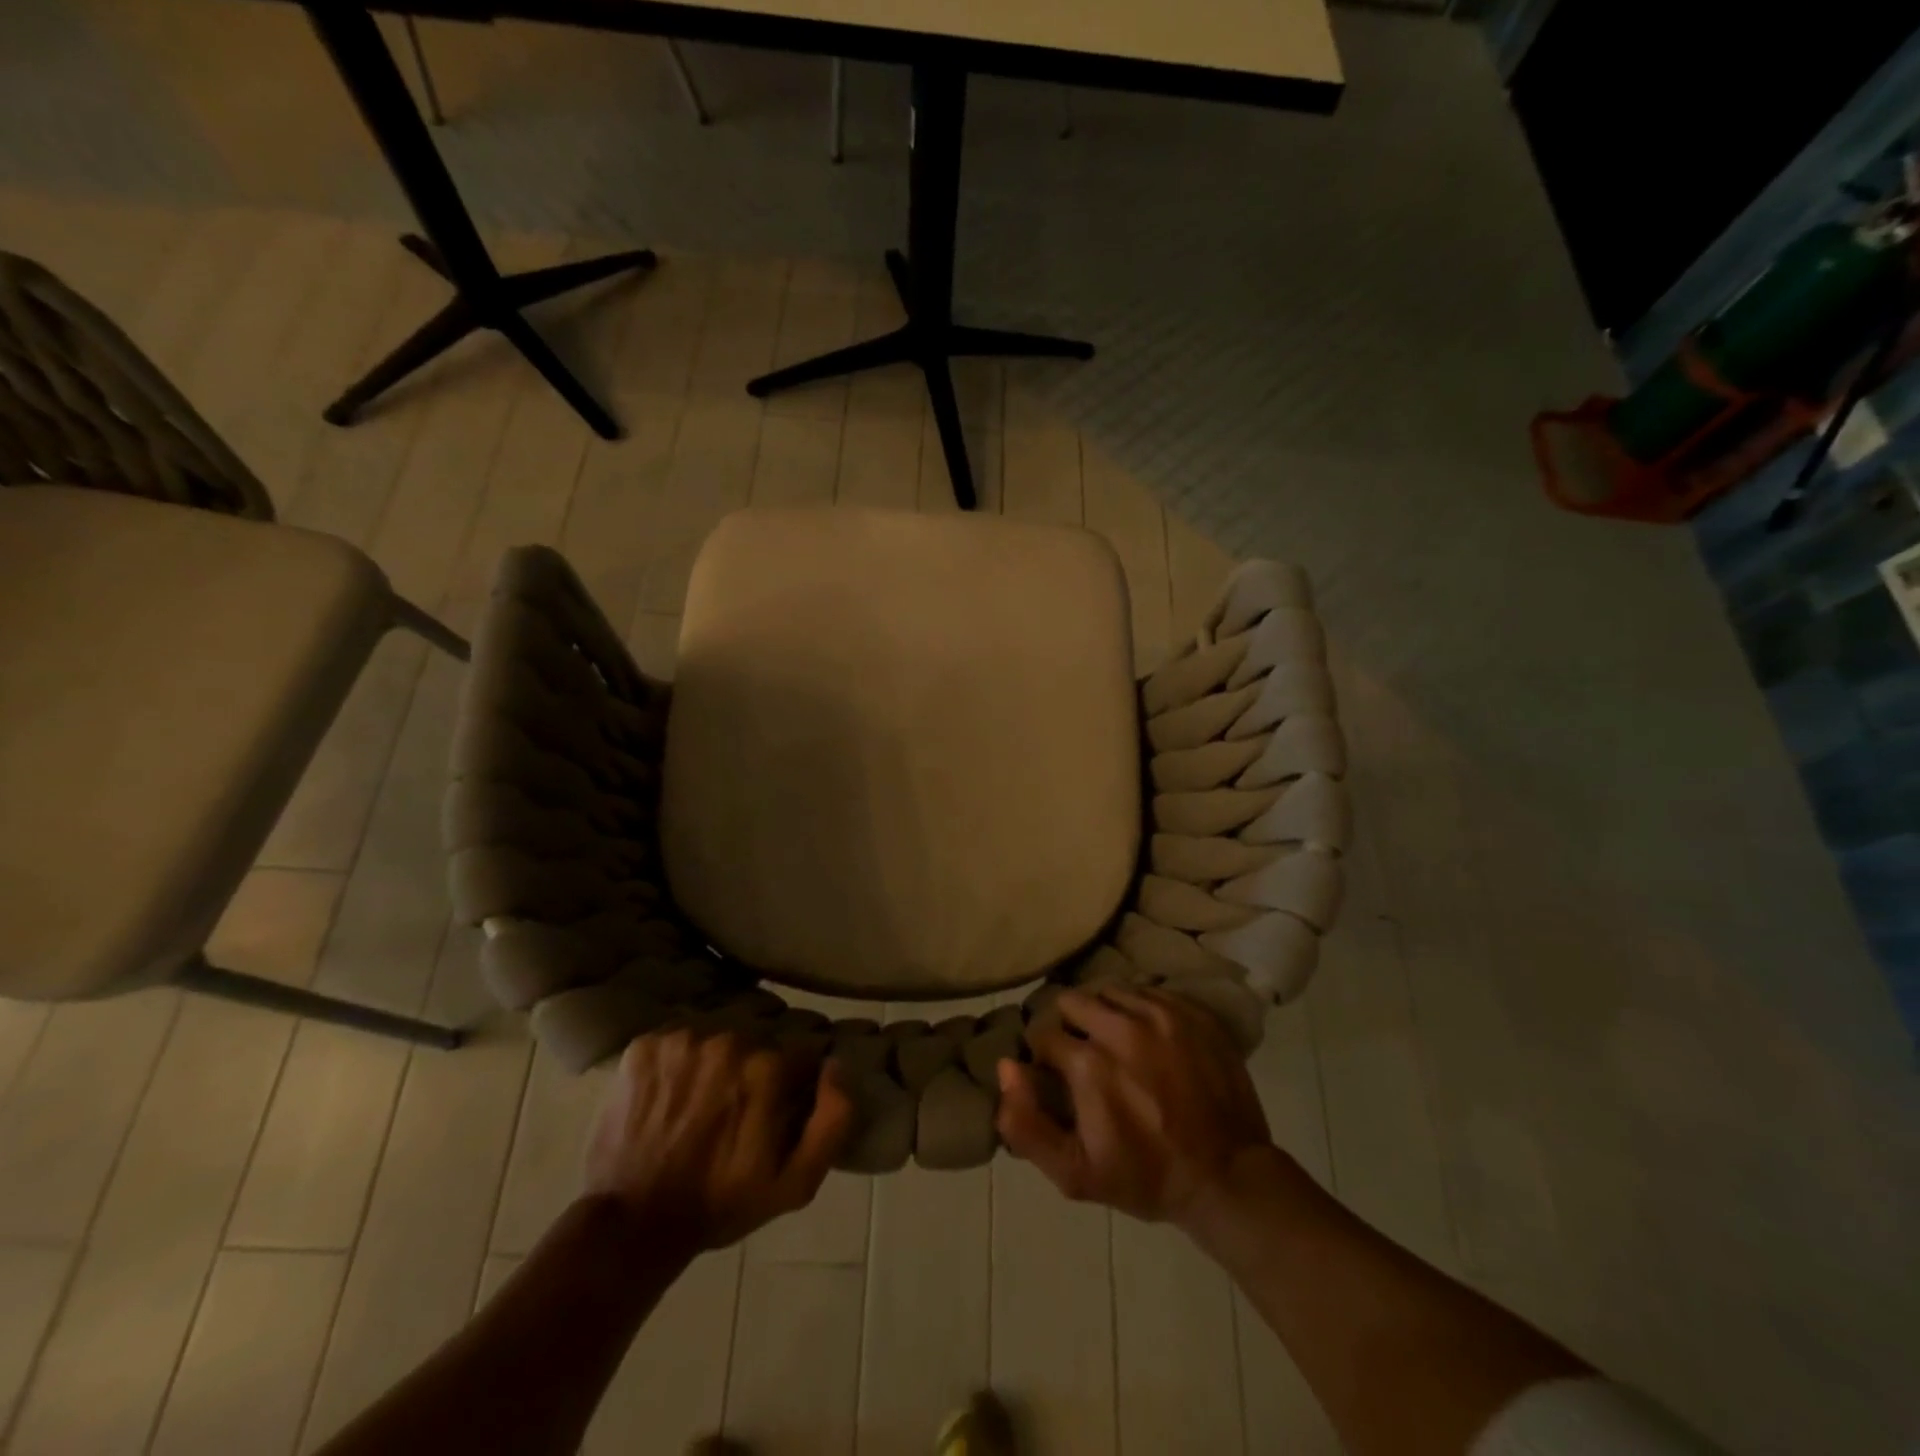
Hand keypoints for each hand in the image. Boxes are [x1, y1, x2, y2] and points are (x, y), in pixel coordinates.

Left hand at [585, 1028, 853, 1255]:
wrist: (631, 1223)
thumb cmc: (720, 1203)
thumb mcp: (795, 1182)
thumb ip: (833, 1119)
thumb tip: (835, 1065)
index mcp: (767, 1067)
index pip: (799, 1050)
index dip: (794, 1077)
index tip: (780, 1103)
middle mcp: (728, 1039)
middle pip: (758, 1037)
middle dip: (755, 1066)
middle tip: (738, 1104)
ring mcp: (682, 1039)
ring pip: (717, 1033)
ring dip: (716, 1059)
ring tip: (703, 1097)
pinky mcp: (644, 1043)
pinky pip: (678, 1039)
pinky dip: (679, 1060)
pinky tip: (672, 1092)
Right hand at [996, 986, 1273, 1227]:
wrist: (1228, 1178)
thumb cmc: (1146, 1177)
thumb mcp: (1074, 1173)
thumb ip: (1025, 1123)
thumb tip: (1006, 1066)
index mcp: (1089, 1063)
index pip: (1043, 1034)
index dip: (1043, 1056)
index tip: (1055, 1075)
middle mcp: (1122, 1027)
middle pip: (1073, 1001)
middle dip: (1069, 1025)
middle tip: (1082, 1054)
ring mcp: (1162, 1015)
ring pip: (1110, 992)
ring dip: (1103, 1013)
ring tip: (1114, 1043)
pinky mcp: (1192, 1012)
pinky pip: (1149, 992)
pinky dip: (1138, 1009)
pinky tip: (1146, 1038)